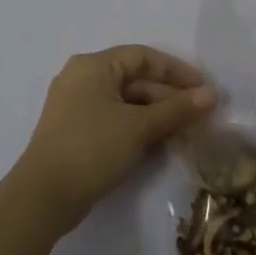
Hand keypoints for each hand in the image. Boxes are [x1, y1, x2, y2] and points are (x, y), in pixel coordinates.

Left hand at [14, 46, 216, 229]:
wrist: (43, 197)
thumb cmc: (92, 148)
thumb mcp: (139, 127)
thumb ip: (177, 109)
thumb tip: (212, 95)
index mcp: (93, 66)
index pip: (143, 57)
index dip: (176, 70)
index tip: (203, 89)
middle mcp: (82, 79)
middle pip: (135, 80)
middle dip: (169, 97)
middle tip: (200, 117)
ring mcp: (77, 107)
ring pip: (127, 103)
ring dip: (157, 115)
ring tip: (186, 133)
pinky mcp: (77, 133)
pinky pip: (115, 120)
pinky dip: (139, 128)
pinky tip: (161, 144)